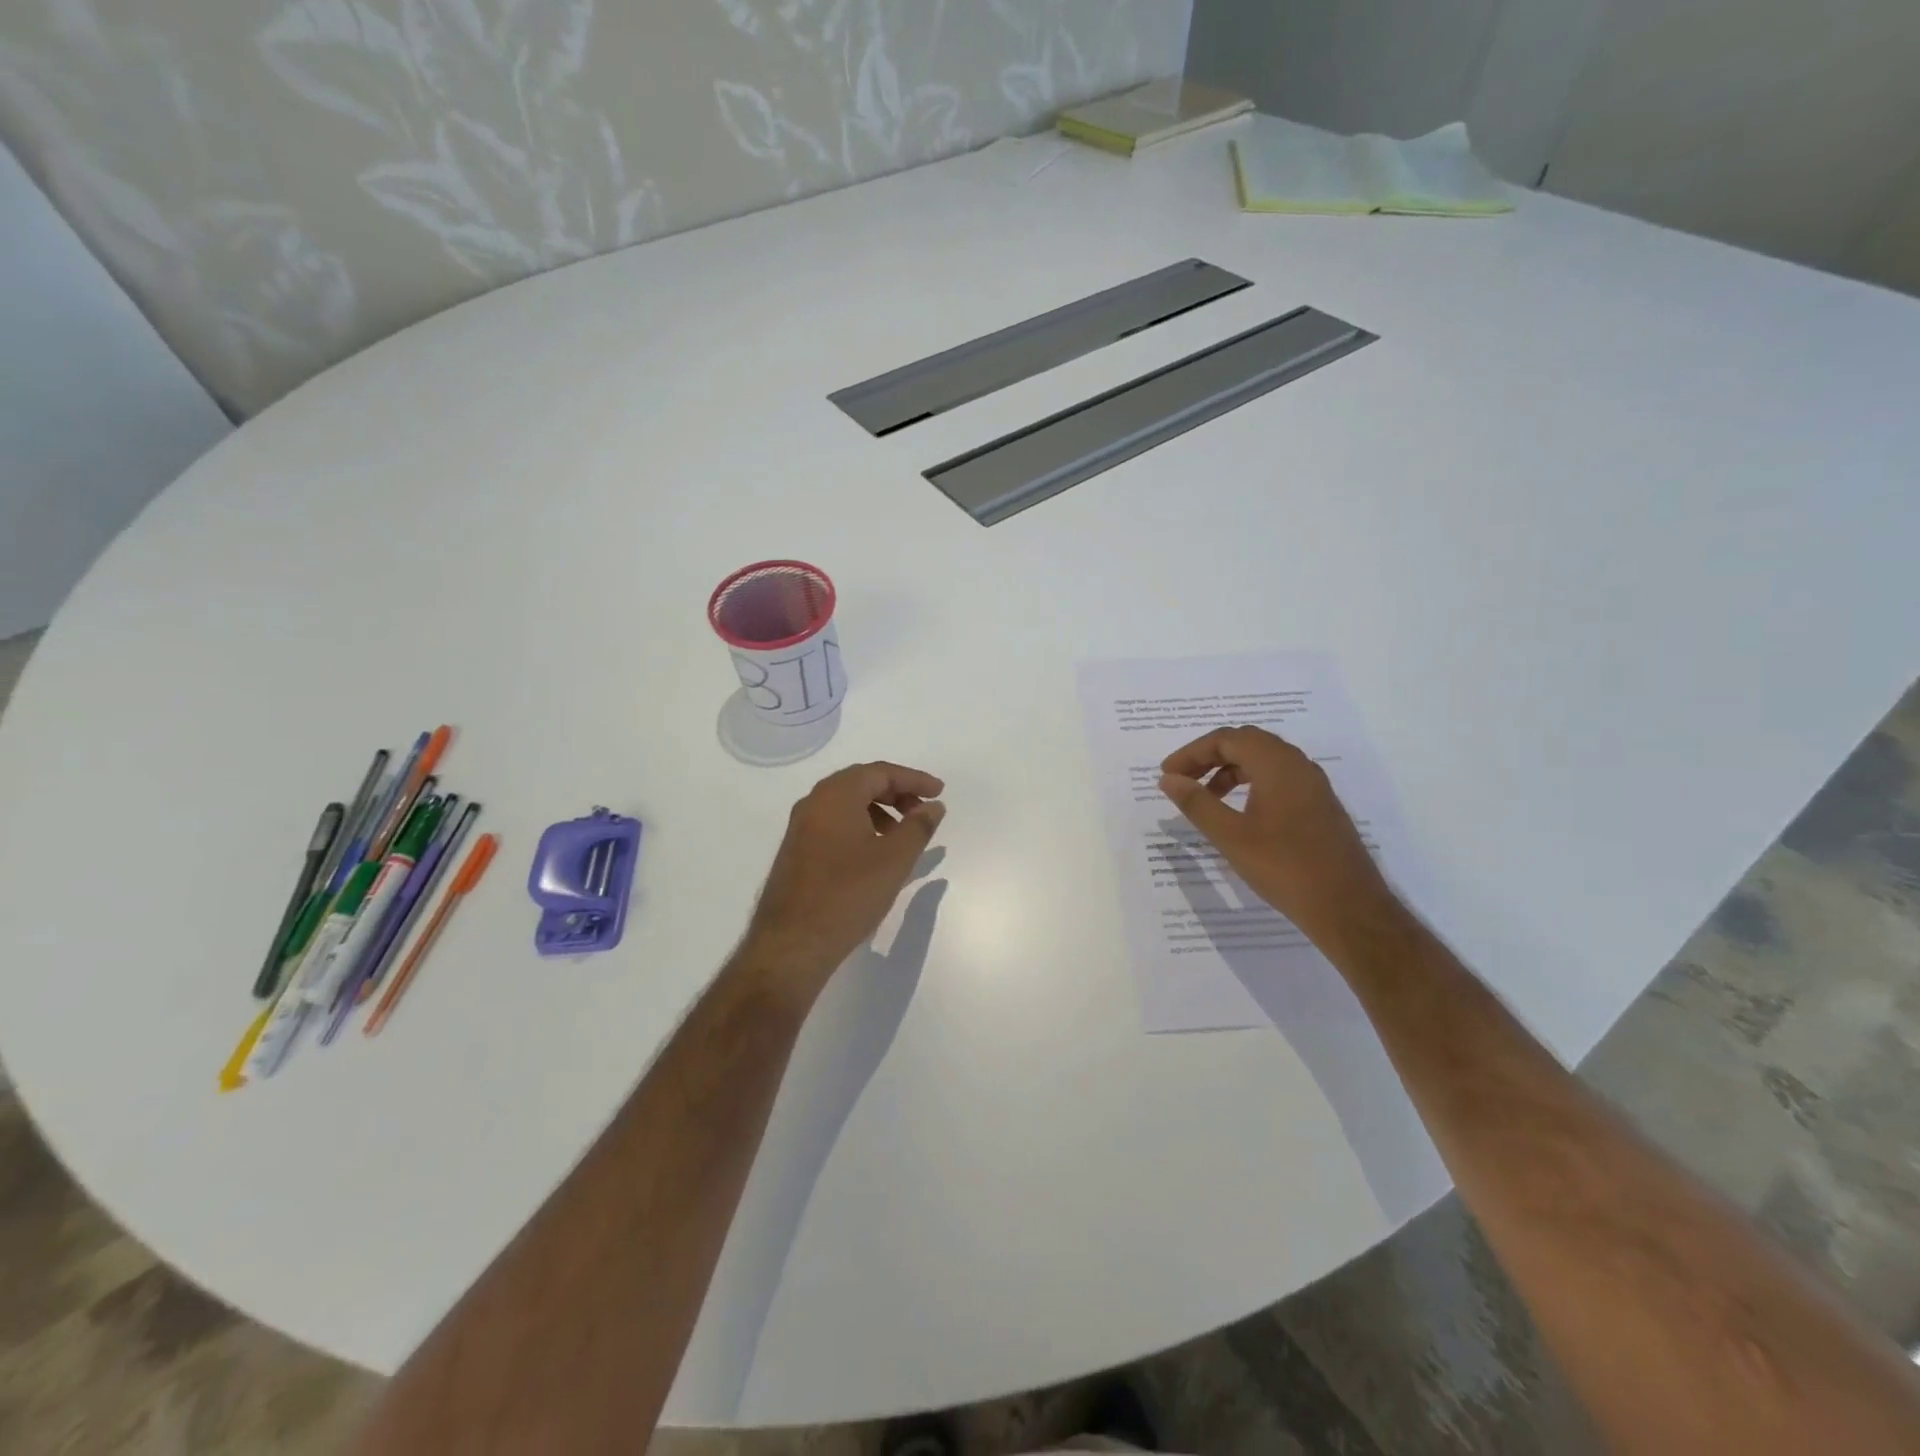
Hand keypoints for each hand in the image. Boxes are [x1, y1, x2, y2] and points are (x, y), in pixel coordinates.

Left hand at [741, 761, 945, 996]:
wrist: (792, 943)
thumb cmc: (848, 894)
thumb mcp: (895, 859)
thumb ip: (918, 827)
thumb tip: (933, 806)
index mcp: (836, 795)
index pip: (880, 772)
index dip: (914, 779)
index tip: (940, 792)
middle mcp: (813, 803)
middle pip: (861, 783)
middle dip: (897, 793)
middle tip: (923, 811)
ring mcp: (801, 828)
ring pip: (847, 805)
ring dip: (879, 811)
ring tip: (903, 835)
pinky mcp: (796, 851)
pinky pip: (834, 824)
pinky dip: (861, 826)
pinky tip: (875, 854)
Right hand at [1159, 726, 1397, 949]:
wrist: (1347, 907)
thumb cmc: (1284, 868)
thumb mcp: (1230, 836)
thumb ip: (1197, 803)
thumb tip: (1168, 779)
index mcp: (1277, 764)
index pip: (1227, 739)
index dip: (1192, 753)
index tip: (1168, 775)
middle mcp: (1298, 765)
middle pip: (1246, 743)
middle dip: (1210, 757)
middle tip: (1183, 780)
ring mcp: (1313, 785)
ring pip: (1264, 761)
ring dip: (1230, 771)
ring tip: (1206, 798)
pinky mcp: (1320, 805)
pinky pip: (1279, 778)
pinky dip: (1251, 784)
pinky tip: (1239, 813)